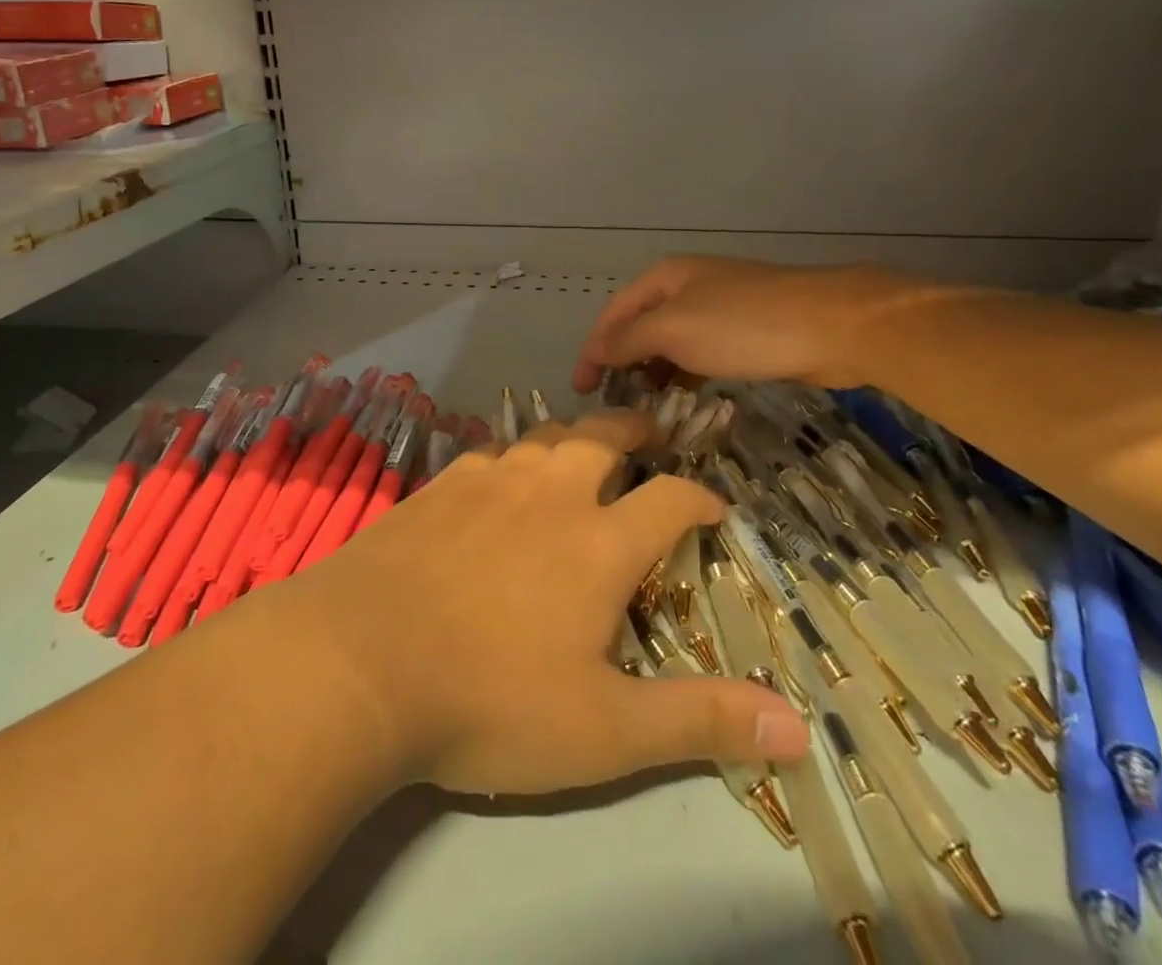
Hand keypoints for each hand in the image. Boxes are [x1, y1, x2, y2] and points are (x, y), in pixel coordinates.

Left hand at [287, 411, 808, 794]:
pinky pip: (491, 452)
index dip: (701, 498)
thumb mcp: (605, 730)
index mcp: (599, 541)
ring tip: (584, 445)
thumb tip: (800, 728)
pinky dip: (514, 455)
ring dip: (574, 435)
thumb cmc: (489, 701)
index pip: (670, 499)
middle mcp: (549, 493)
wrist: (361, 660)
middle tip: (650, 435)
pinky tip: (504, 474)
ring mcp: (489, 480)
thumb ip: (700, 720)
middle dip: (636, 431)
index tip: (715, 507)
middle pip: (603, 437)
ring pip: (544, 435)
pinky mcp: (440, 485)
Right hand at [571, 256, 927, 394]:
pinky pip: (700, 355)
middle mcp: (688, 288)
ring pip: (671, 343)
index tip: (581, 390)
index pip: (614, 314)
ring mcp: (719, 310)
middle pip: (640, 326)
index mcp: (665, 277)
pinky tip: (683, 398)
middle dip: (622, 361)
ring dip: (653, 372)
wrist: (834, 326)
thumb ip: (627, 339)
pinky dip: (684, 375)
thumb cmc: (743, 325)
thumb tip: (594, 351)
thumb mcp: (673, 329)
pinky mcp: (746, 334)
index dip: (593, 349)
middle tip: (610, 404)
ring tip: (641, 408)